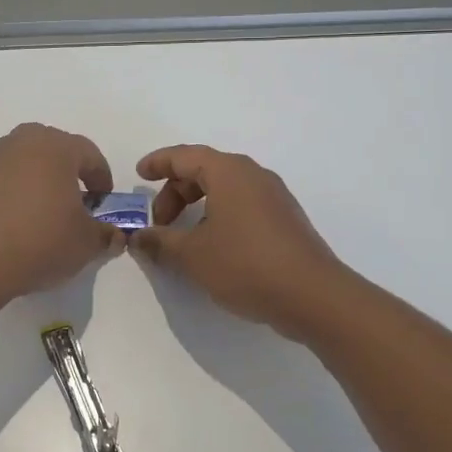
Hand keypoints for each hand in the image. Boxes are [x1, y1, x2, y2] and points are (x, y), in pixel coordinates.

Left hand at [0, 124, 122, 305]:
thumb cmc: (42, 240)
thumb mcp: (87, 243)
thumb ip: (106, 234)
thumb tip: (115, 235)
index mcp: (57, 146)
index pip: (90, 154)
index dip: (103, 179)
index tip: (105, 204)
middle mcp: (24, 142)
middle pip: (57, 151)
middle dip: (71, 173)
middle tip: (79, 203)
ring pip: (30, 163)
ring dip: (44, 182)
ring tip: (50, 214)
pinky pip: (8, 180)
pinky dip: (20, 193)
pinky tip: (23, 223)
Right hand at [131, 144, 345, 337]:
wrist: (313, 296)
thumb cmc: (245, 264)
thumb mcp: (192, 254)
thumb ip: (160, 242)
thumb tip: (139, 237)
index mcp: (229, 172)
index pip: (185, 156)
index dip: (158, 163)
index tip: (139, 175)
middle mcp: (253, 175)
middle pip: (204, 171)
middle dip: (175, 193)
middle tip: (159, 223)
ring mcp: (274, 197)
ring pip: (224, 189)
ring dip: (197, 207)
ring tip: (183, 239)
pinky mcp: (285, 220)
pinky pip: (242, 205)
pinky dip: (219, 216)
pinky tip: (213, 247)